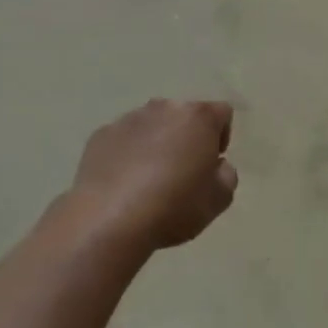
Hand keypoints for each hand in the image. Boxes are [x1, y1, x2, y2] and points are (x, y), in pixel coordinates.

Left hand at [71, 100, 237, 251]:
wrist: (109, 219)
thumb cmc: (174, 206)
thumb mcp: (219, 199)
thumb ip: (227, 175)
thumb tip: (216, 165)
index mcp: (198, 118)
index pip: (222, 113)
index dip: (221, 137)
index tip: (211, 163)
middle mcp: (164, 108)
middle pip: (184, 116)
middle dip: (186, 138)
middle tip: (182, 172)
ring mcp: (129, 119)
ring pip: (152, 125)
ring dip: (156, 143)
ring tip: (148, 180)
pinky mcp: (101, 135)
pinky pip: (123, 139)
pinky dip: (127, 154)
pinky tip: (123, 184)